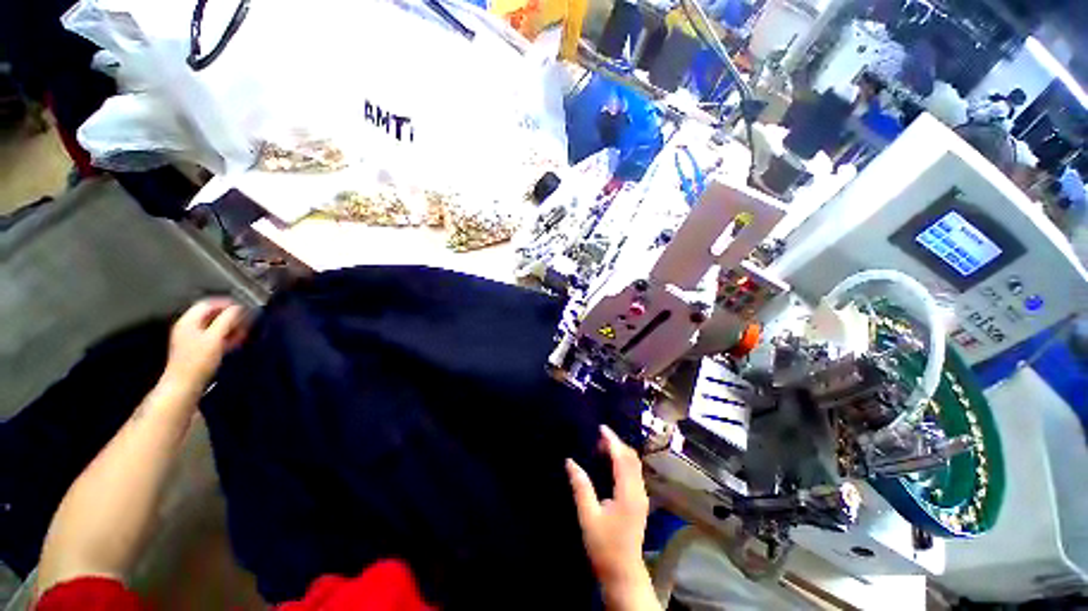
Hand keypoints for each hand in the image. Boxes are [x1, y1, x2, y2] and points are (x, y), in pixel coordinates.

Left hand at [162, 298, 248, 393]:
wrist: (185, 384)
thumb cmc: (198, 360)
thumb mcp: (215, 338)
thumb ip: (227, 320)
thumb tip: (239, 307)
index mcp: (189, 321)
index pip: (208, 304)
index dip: (226, 303)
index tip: (243, 307)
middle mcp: (189, 327)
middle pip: (211, 315)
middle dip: (230, 316)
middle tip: (247, 319)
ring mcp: (192, 338)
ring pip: (215, 326)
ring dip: (230, 327)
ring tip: (245, 330)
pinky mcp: (198, 349)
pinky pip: (214, 336)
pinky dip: (226, 336)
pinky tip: (237, 340)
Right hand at [567, 425, 656, 609]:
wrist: (623, 573)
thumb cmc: (604, 546)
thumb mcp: (588, 516)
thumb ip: (581, 487)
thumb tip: (570, 461)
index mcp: (628, 493)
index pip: (622, 458)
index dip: (612, 441)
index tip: (601, 428)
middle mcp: (639, 491)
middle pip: (632, 458)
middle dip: (617, 443)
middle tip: (598, 437)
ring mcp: (642, 496)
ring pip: (634, 464)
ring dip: (620, 452)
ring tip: (602, 446)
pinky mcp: (640, 501)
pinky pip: (634, 472)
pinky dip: (623, 461)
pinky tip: (610, 463)